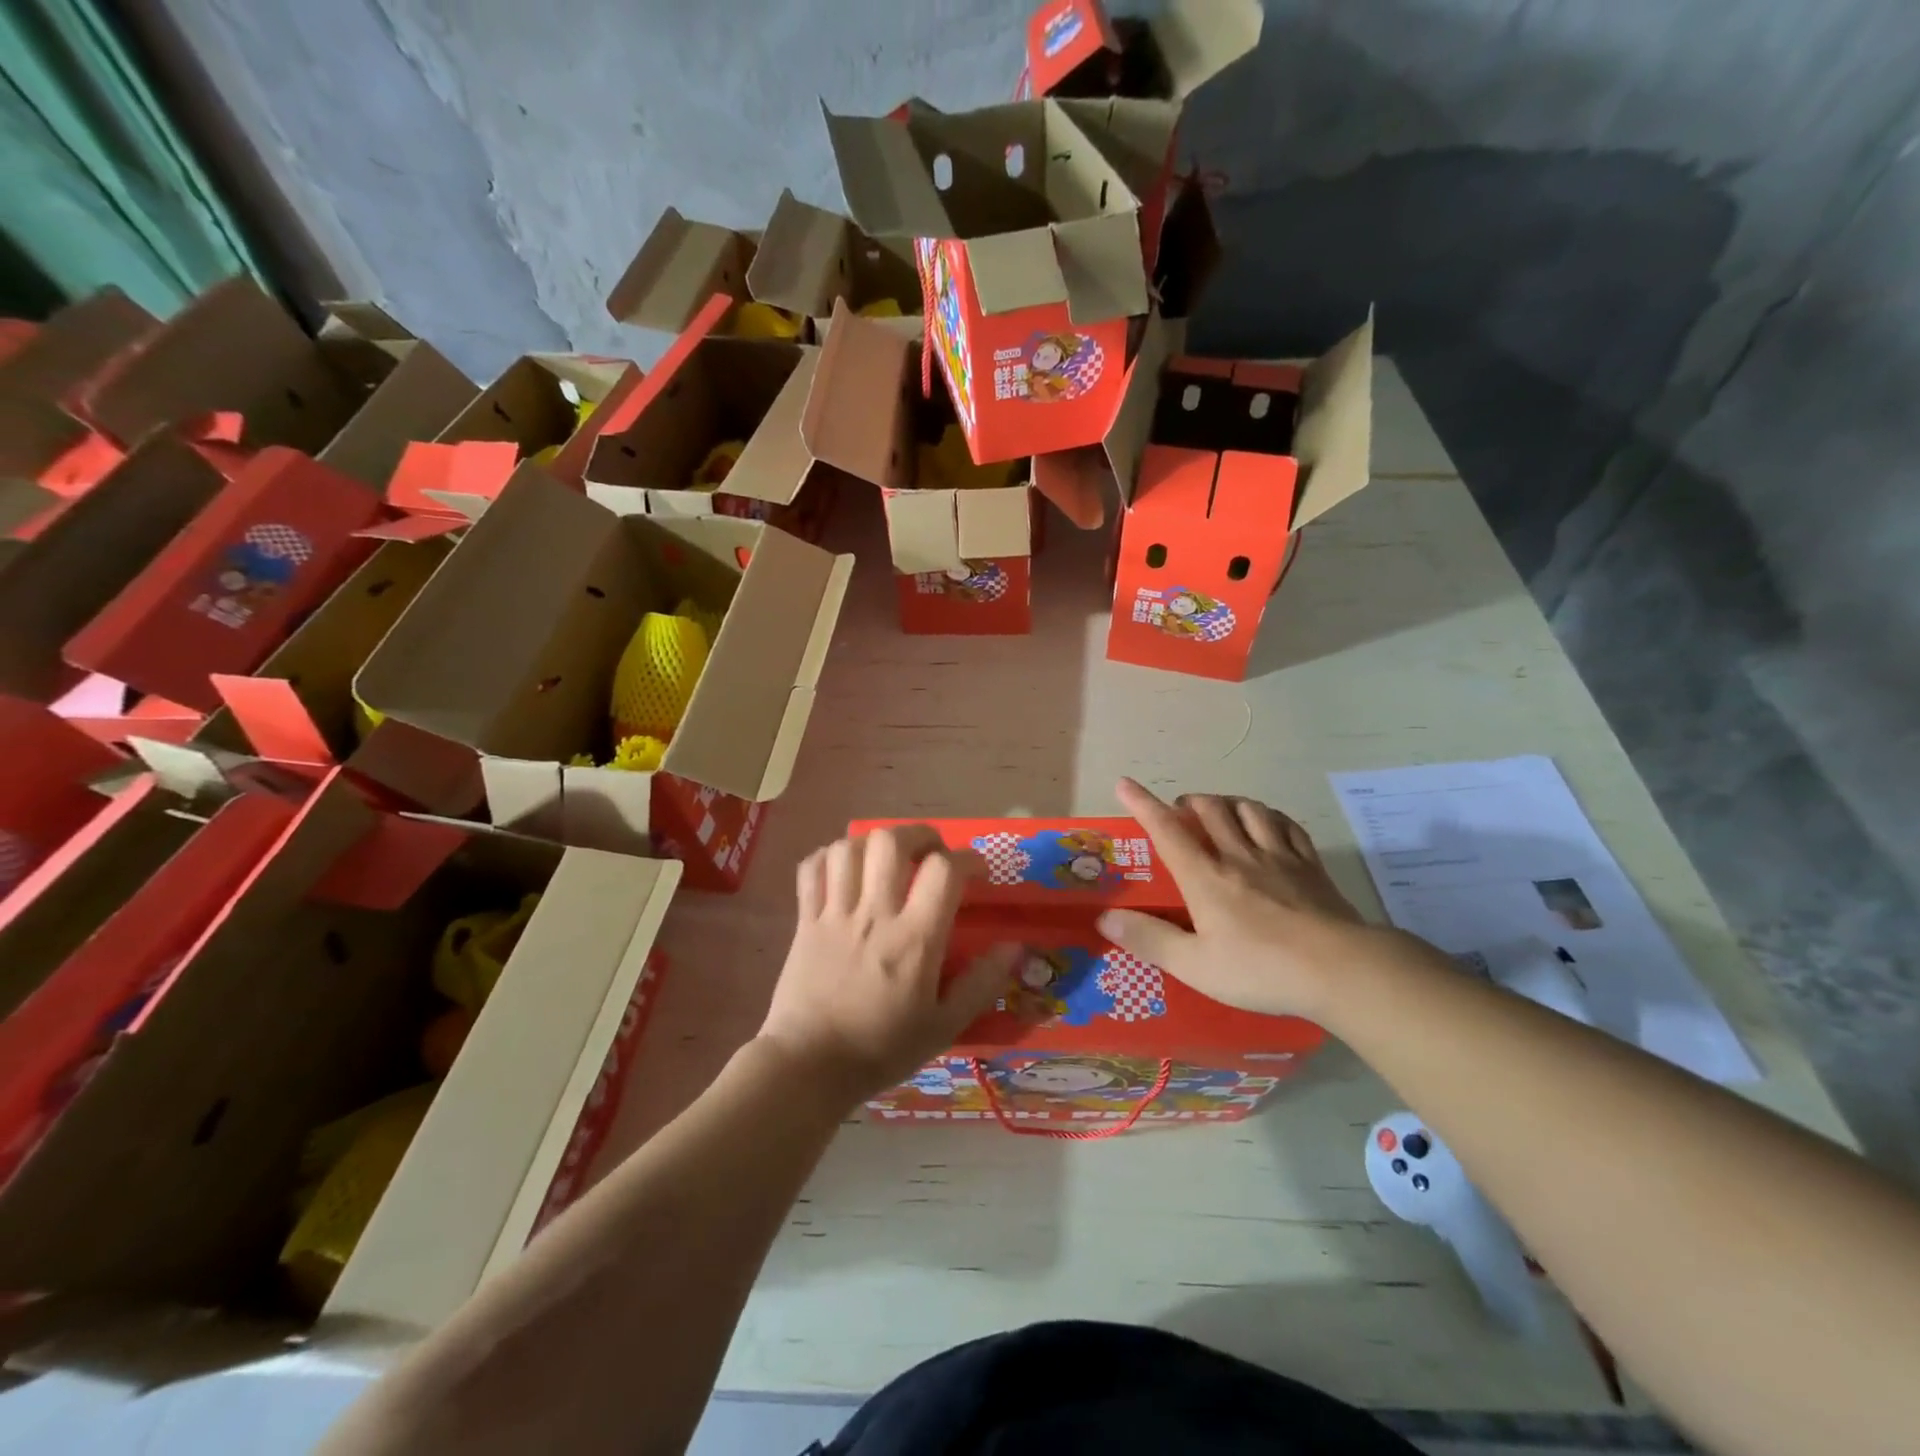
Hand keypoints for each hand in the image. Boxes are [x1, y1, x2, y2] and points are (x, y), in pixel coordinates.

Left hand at [759, 825, 1019, 1104]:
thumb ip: (982, 983)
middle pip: (892, 841)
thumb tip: (1015, 947)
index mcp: (914, 938)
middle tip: (931, 854)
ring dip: (873, 844)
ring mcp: (835, 913)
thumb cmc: (881, 1049)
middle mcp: (874, 914)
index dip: (968, 859)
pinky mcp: (805, 920)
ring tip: (887, 860)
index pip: (944, 870)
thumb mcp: (944, 1027)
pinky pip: (812, 868)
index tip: (977, 871)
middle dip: (919, 835)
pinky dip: (829, 857)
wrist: (808, 1067)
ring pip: (850, 847)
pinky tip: (844, 870)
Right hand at [1098, 778, 1383, 1020]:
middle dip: (1188, 801)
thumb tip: (1105, 916)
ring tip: (1219, 811)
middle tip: (1179, 811)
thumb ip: (1150, 939)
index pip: (1167, 830)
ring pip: (1248, 809)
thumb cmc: (1261, 970)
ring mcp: (1279, 857)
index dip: (1143, 804)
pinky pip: (1286, 825)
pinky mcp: (1311, 866)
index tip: (1125, 784)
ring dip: (1227, 803)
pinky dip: (1269, 816)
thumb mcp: (1195, 966)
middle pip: (1210, 809)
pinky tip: (1267, 823)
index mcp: (1206, 877)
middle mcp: (1239, 856)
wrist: (1342, 971)